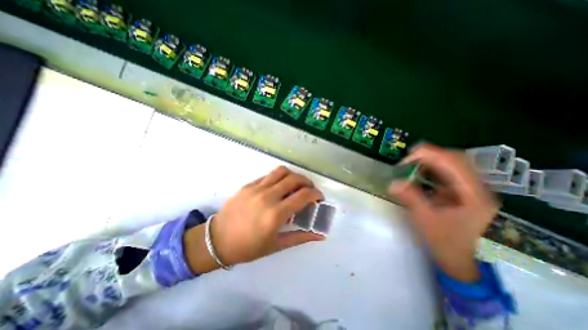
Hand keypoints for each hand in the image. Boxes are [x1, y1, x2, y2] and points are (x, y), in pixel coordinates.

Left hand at [183, 165, 323, 272]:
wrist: (217, 240)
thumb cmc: (248, 247)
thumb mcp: (276, 246)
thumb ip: (301, 237)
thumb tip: (320, 235)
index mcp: (276, 214)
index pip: (303, 195)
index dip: (316, 194)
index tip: (319, 198)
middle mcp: (268, 197)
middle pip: (295, 179)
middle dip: (307, 182)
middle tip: (310, 190)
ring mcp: (256, 188)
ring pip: (281, 171)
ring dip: (294, 175)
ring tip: (296, 184)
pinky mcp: (248, 185)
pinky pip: (268, 175)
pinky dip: (279, 178)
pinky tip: (279, 187)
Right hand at [390, 144, 497, 280]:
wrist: (471, 265)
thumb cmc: (450, 245)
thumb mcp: (427, 221)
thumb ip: (411, 198)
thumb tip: (393, 183)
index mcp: (471, 193)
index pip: (450, 160)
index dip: (425, 155)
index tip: (404, 162)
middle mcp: (477, 187)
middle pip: (455, 158)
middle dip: (428, 155)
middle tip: (406, 162)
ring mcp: (474, 190)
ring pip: (453, 165)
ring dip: (430, 162)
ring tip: (411, 167)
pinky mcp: (467, 194)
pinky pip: (450, 175)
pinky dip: (434, 171)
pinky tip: (422, 177)